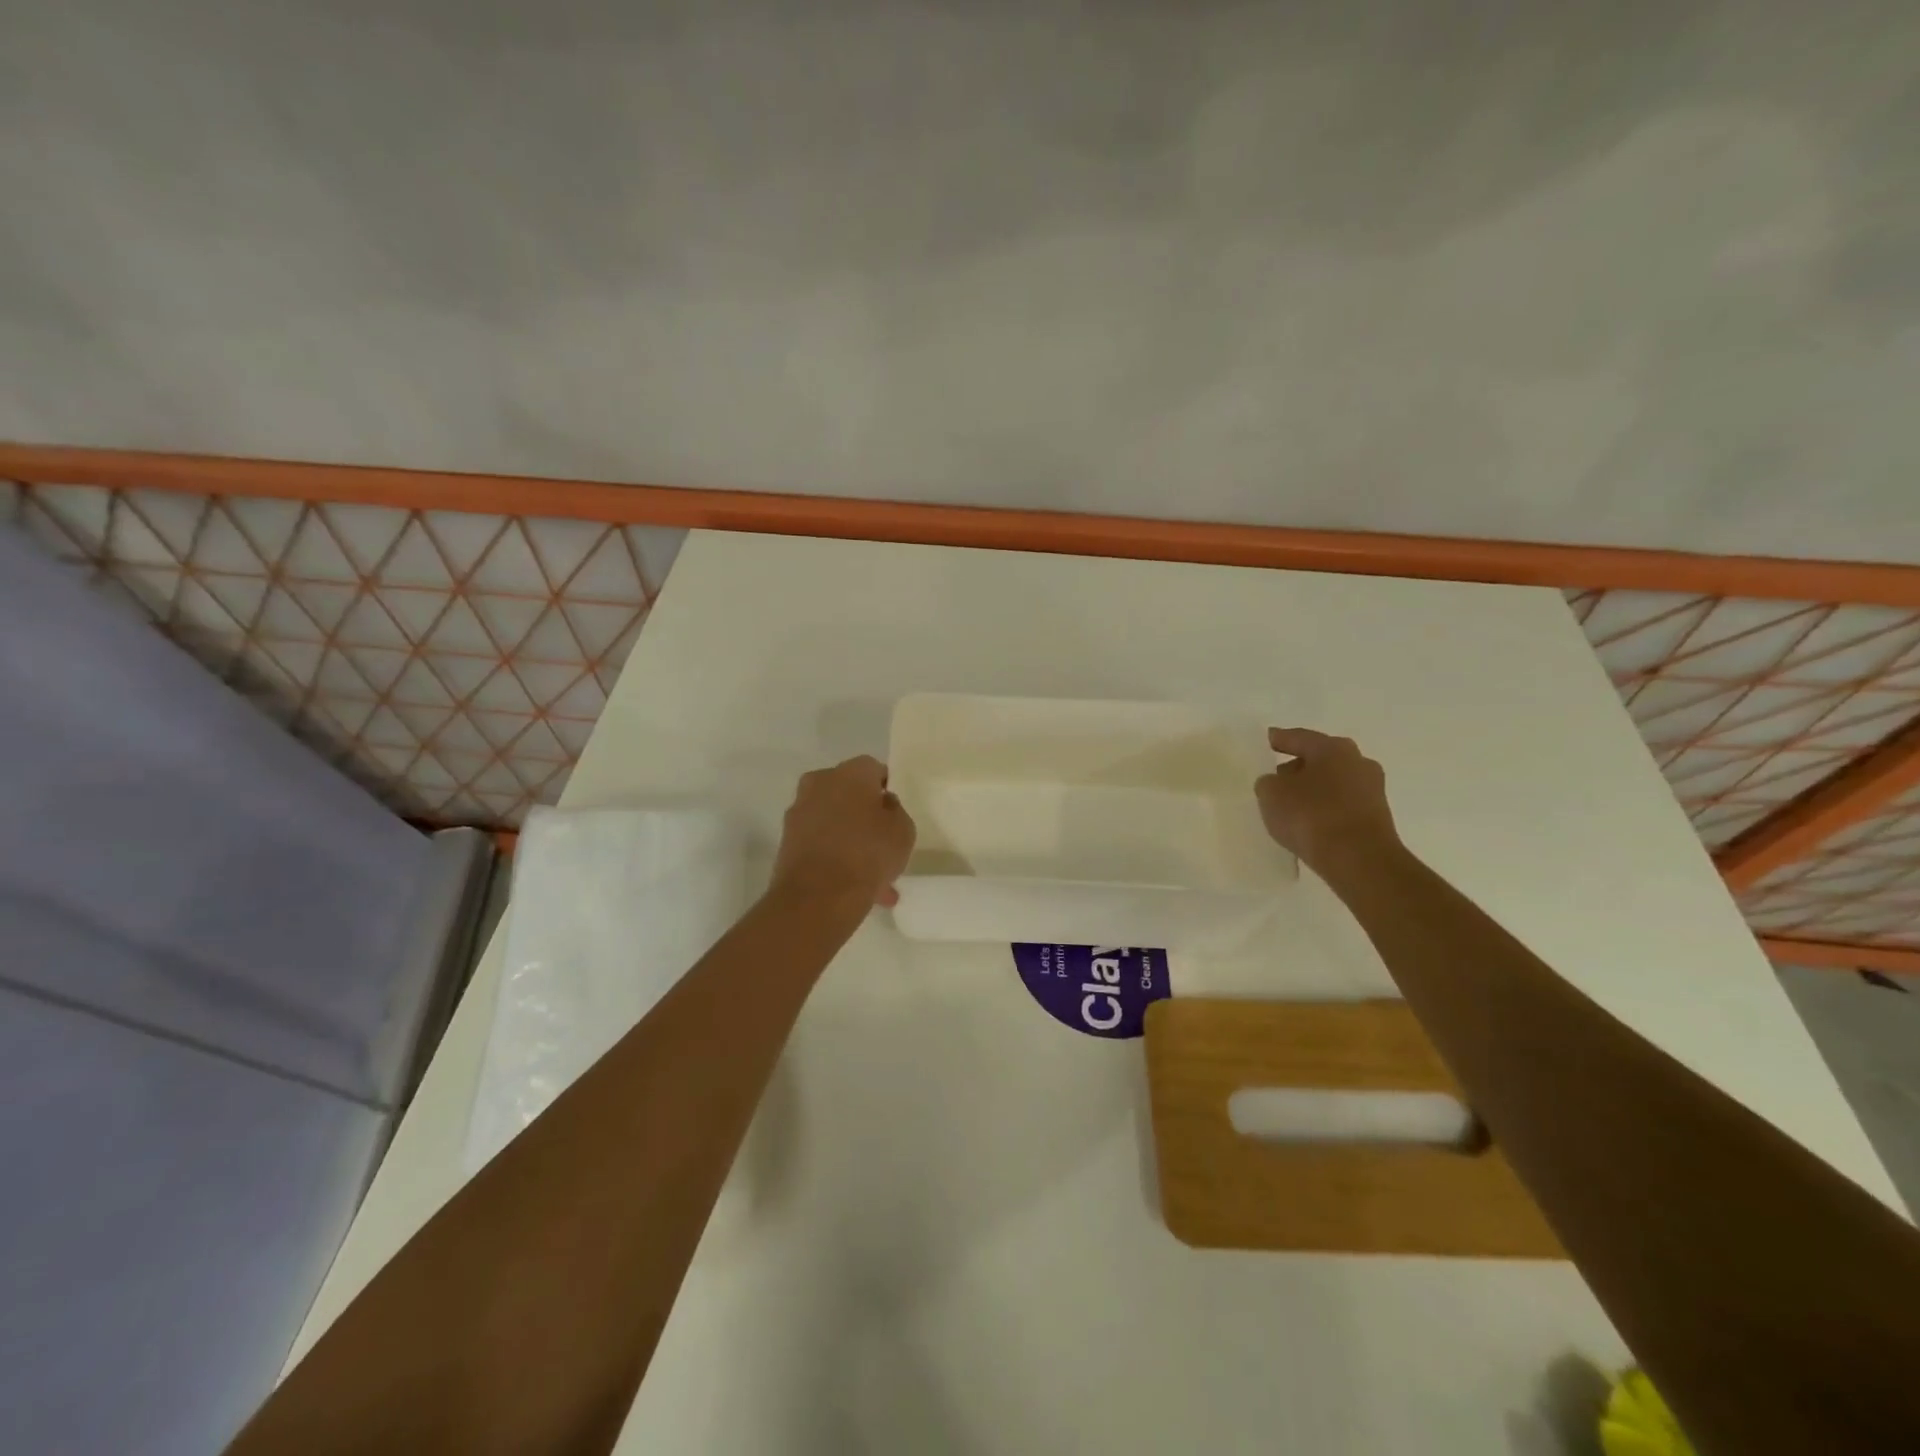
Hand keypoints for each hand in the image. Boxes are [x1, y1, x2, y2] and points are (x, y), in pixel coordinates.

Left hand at [771, 755, 917, 908]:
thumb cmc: (869, 853)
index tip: (894, 812)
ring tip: (874, 878)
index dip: (886, 789)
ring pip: (834, 822)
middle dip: (865, 816)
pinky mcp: (787, 841)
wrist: (818, 896)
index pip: (873, 769)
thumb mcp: (903, 831)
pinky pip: (820, 844)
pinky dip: (835, 858)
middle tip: (883, 843)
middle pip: (848, 794)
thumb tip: (882, 805)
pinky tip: (854, 887)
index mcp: (851, 772)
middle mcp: (820, 783)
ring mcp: (799, 812)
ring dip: (851, 841)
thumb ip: (895, 812)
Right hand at [1254, 727, 1400, 875]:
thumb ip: (1268, 782)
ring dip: (1314, 791)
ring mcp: (1373, 791)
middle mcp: (1359, 762)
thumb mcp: (1271, 794)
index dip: (1280, 739)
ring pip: (1333, 784)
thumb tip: (1277, 784)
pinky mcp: (1377, 818)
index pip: (1299, 738)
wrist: (1359, 860)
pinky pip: (1342, 806)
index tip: (1267, 740)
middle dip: (1299, 767)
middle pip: (1320, 760)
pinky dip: (1325, 810)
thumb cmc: (1311, 815)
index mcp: (1333, 748)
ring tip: (1290, 806)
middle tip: (1276, 779)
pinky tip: (1310, 824)